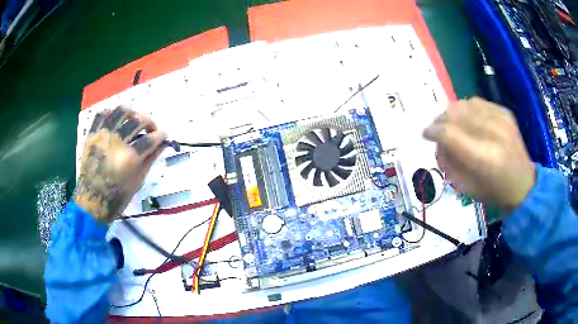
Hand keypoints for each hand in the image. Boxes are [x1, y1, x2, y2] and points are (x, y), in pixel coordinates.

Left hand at [75, 106, 166, 222]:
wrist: (92, 202)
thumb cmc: (117, 197)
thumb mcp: (137, 181)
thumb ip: (149, 159)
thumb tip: (162, 145)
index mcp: (129, 159)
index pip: (150, 139)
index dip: (161, 135)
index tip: (164, 135)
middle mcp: (115, 143)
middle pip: (137, 120)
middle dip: (149, 121)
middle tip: (150, 128)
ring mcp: (101, 137)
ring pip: (120, 111)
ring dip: (132, 112)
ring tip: (134, 118)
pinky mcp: (91, 136)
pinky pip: (101, 115)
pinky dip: (111, 113)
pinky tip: (116, 119)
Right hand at [423, 97, 535, 212]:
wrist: (524, 185)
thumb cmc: (495, 193)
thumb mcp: (468, 189)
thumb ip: (449, 165)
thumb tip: (438, 144)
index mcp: (484, 158)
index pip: (449, 134)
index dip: (433, 131)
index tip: (425, 134)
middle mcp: (492, 133)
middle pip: (456, 113)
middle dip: (440, 120)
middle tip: (436, 129)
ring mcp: (500, 119)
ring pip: (465, 104)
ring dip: (452, 112)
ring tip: (450, 122)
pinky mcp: (505, 112)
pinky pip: (478, 102)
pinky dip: (468, 109)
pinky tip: (467, 119)